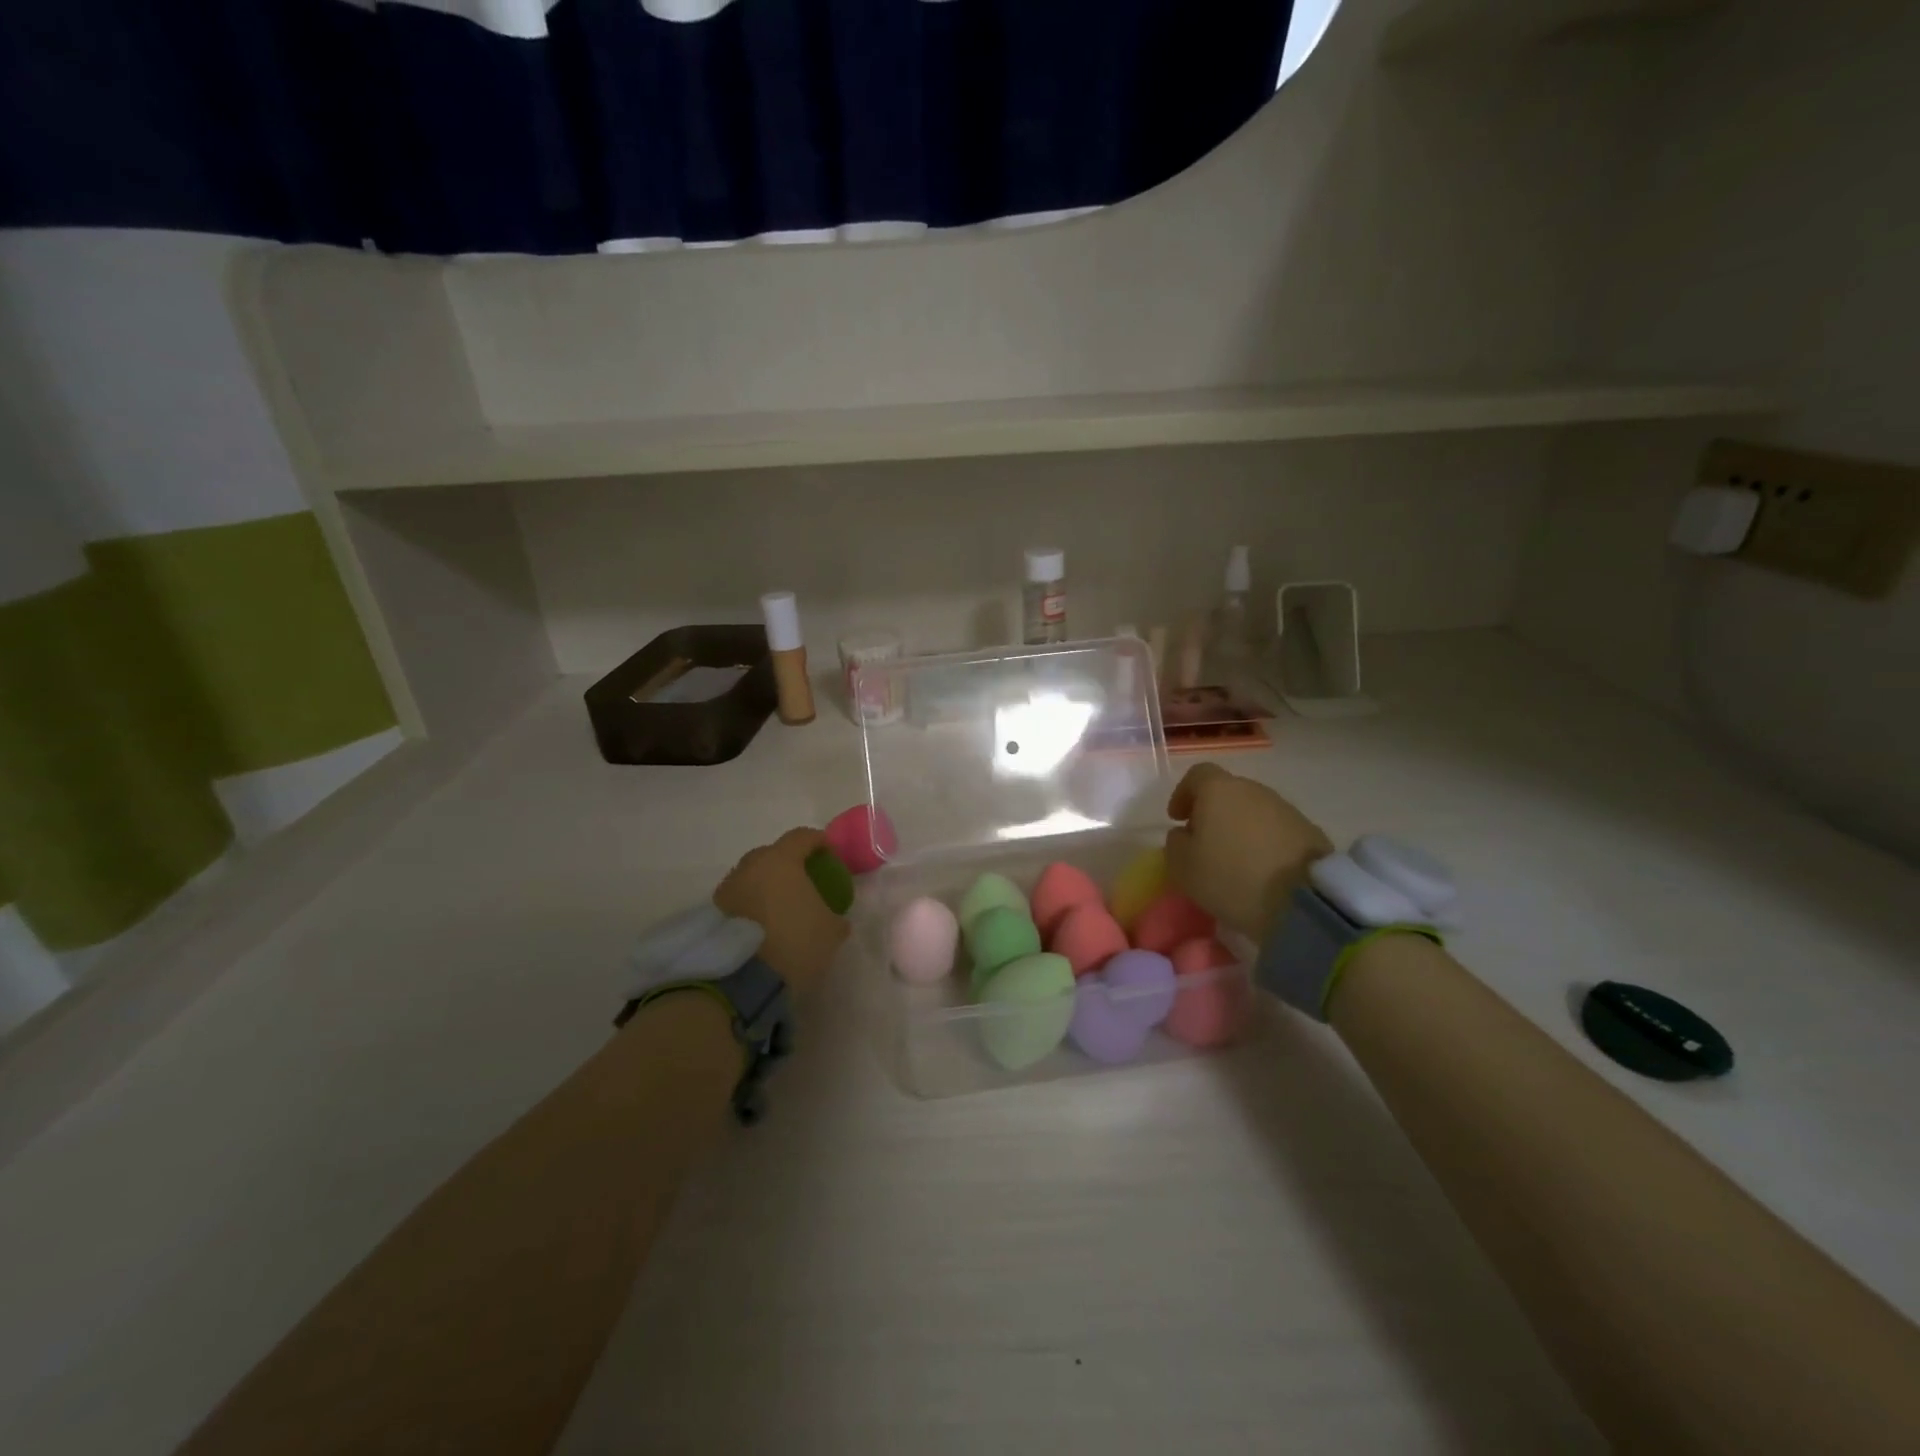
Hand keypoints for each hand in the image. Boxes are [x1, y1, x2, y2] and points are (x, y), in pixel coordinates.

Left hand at [713, 828, 849, 995]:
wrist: (742, 980)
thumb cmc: (794, 942)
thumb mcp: (831, 932)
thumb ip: (836, 917)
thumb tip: (836, 918)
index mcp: (781, 860)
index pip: (802, 837)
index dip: (819, 842)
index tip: (830, 853)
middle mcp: (750, 866)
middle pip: (773, 854)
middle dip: (789, 863)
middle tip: (804, 882)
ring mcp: (728, 888)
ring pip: (753, 877)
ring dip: (767, 886)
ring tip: (781, 908)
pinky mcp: (713, 912)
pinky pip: (740, 899)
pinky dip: (752, 905)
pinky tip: (763, 925)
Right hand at [1163, 764, 1333, 937]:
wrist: (1304, 900)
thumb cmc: (1231, 877)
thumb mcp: (1182, 867)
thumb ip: (1175, 844)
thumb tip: (1185, 834)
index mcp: (1218, 790)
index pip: (1197, 775)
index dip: (1183, 794)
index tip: (1177, 818)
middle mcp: (1253, 790)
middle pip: (1227, 792)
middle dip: (1212, 812)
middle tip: (1203, 842)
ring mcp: (1285, 809)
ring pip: (1253, 811)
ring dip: (1239, 828)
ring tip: (1233, 859)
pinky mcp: (1310, 831)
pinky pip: (1276, 830)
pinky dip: (1263, 843)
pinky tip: (1260, 869)